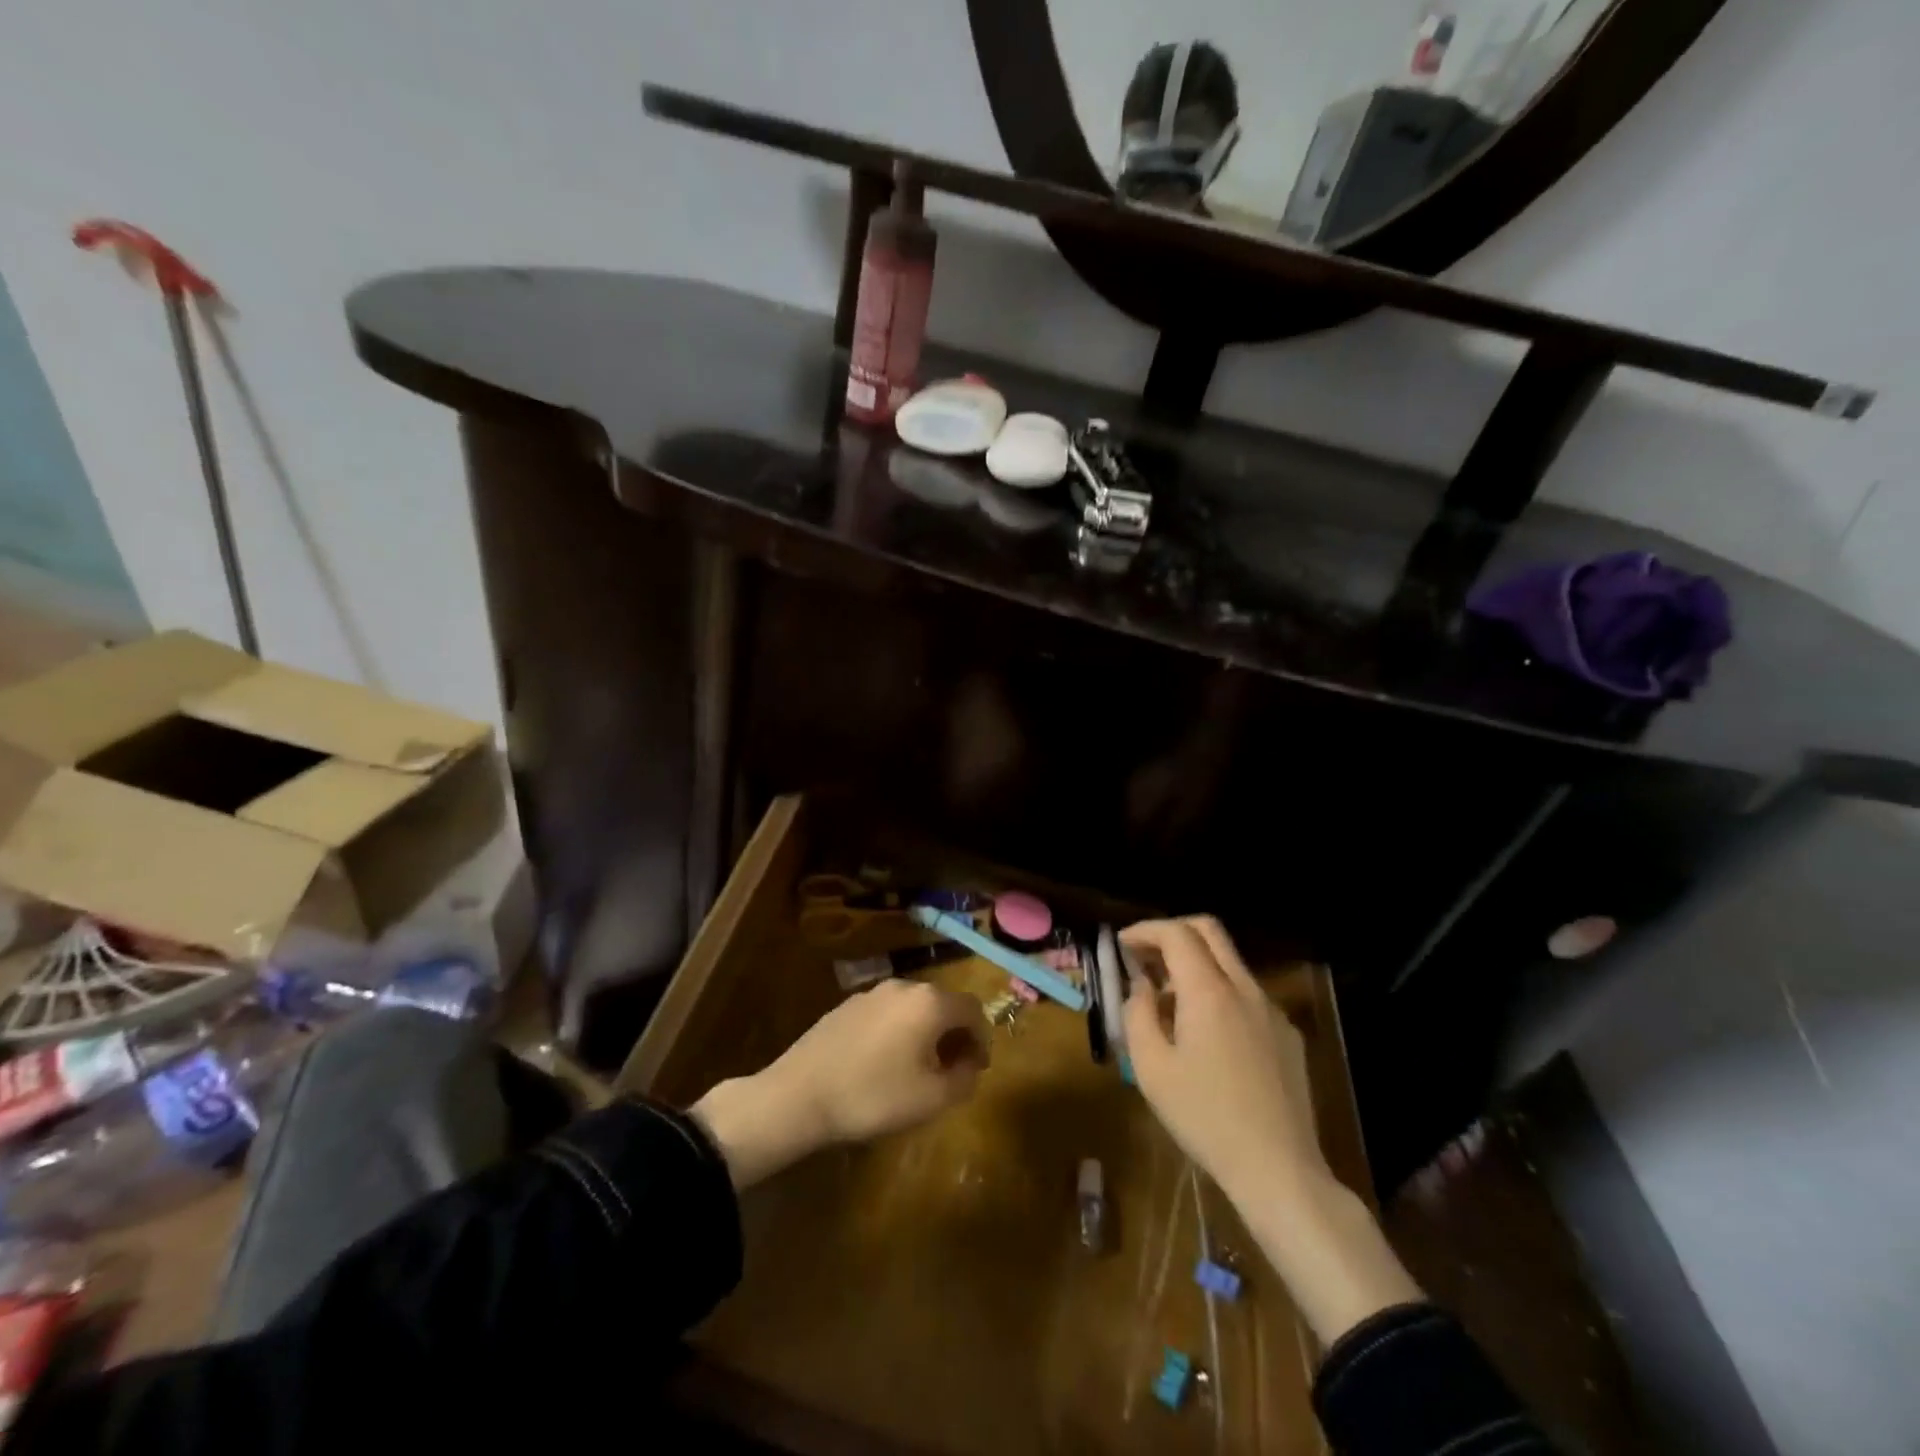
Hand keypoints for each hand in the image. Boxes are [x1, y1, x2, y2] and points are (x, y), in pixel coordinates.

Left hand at [692, 980, 989, 1188]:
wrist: (800, 1094)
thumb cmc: (874, 1096)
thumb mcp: (932, 1099)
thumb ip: (964, 1079)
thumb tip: (969, 1064)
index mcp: (930, 1002)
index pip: (973, 1010)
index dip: (982, 1039)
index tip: (976, 1069)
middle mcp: (904, 986)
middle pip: (944, 1004)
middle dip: (954, 1034)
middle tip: (951, 1070)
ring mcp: (872, 992)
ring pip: (914, 1007)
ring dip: (925, 1032)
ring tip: (917, 1069)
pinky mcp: (848, 1005)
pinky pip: (887, 1013)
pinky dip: (898, 1031)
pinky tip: (883, 1063)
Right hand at [1123, 916, 1422, 1346]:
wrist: (1278, 1169)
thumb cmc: (1204, 1117)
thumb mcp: (1151, 1068)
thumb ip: (1138, 1014)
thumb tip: (1141, 986)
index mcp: (1209, 991)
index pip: (1176, 933)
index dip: (1145, 930)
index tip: (1122, 945)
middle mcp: (1244, 988)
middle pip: (1209, 931)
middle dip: (1172, 932)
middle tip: (1146, 955)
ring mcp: (1271, 1010)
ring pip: (1230, 963)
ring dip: (1195, 964)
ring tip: (1168, 1000)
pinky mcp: (1288, 1035)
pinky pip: (1247, 995)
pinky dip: (1219, 992)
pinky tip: (1207, 1034)